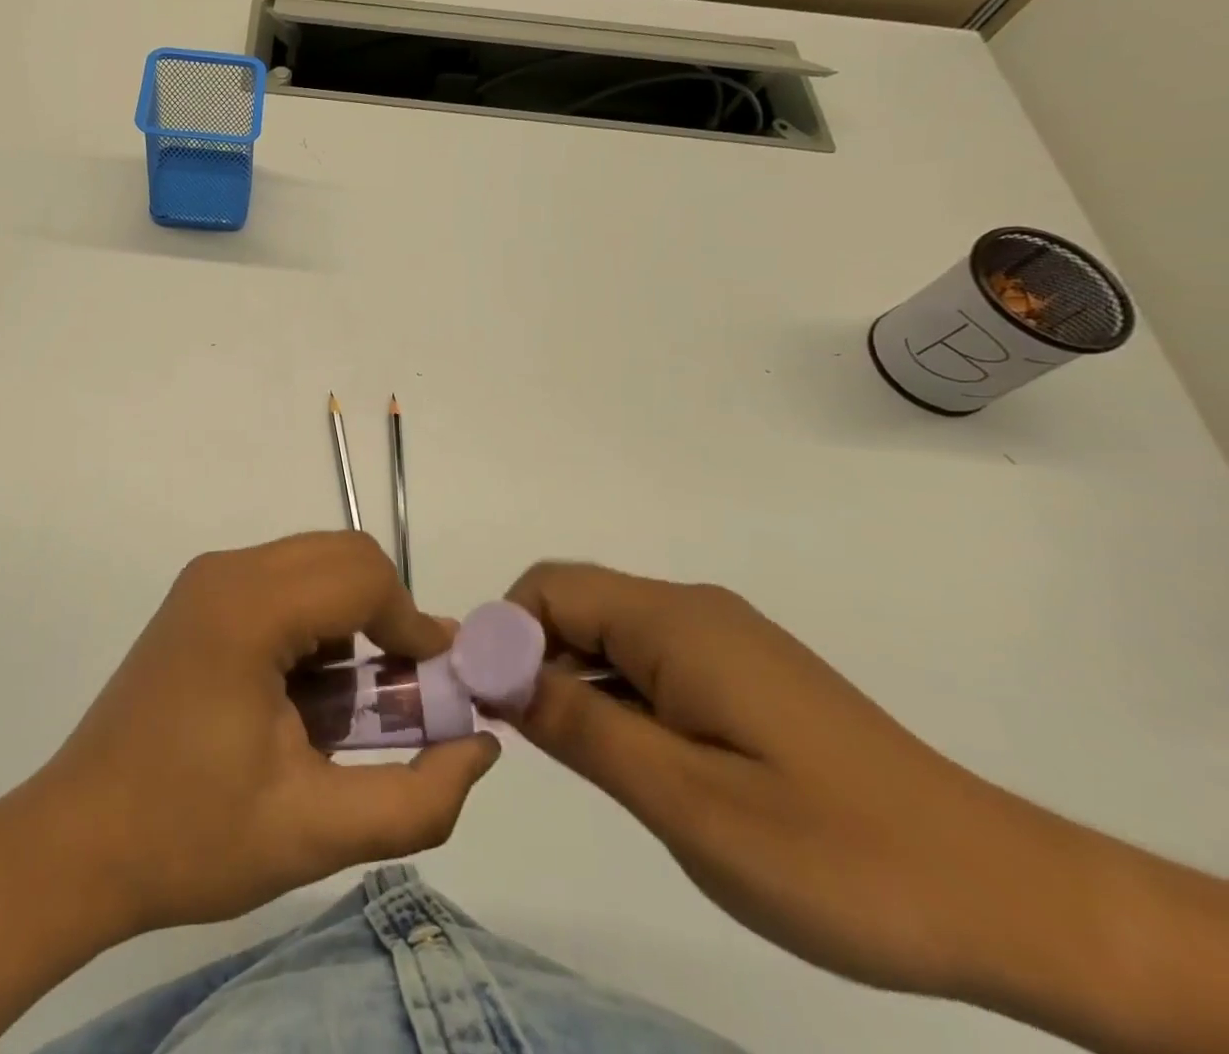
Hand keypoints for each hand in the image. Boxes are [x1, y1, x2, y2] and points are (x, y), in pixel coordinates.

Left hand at [32, 532, 500, 936]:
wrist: (77, 842)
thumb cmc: (190, 836)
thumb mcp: (315, 831)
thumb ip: (416, 797)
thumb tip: (480, 747)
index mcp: (249, 608)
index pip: (364, 576)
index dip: (415, 626)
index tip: (437, 689)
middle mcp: (227, 571)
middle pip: (343, 556)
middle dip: (389, 615)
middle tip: (404, 693)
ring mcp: (207, 580)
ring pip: (315, 565)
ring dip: (353, 620)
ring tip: (355, 704)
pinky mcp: (198, 599)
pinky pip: (282, 583)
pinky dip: (317, 622)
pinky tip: (307, 694)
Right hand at [502, 562, 1052, 999]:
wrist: (1006, 899)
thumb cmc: (834, 853)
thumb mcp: (683, 799)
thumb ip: (579, 724)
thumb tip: (494, 672)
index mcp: (674, 622)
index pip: (550, 588)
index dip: (501, 632)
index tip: (482, 700)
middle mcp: (692, 611)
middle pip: (575, 604)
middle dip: (527, 655)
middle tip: (513, 733)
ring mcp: (722, 641)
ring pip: (609, 633)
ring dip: (568, 677)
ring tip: (566, 752)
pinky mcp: (743, 673)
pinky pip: (649, 660)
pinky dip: (613, 692)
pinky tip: (628, 754)